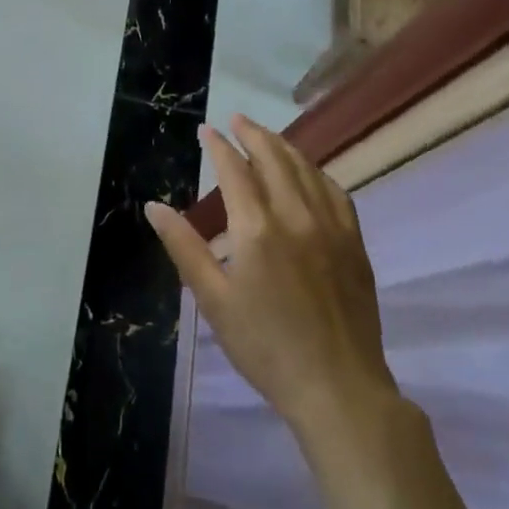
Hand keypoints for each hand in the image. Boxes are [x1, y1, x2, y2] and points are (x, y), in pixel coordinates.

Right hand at [146, 116, 400, 444]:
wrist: (338, 388)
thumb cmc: (265, 346)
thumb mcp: (213, 299)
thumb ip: (184, 247)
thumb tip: (153, 207)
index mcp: (258, 229)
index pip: (235, 170)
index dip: (219, 146)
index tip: (206, 130)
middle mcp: (297, 216)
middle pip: (275, 159)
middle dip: (253, 134)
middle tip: (236, 119)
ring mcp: (333, 228)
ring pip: (308, 170)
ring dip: (284, 147)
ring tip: (267, 136)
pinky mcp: (355, 245)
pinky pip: (336, 193)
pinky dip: (317, 173)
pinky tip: (310, 173)